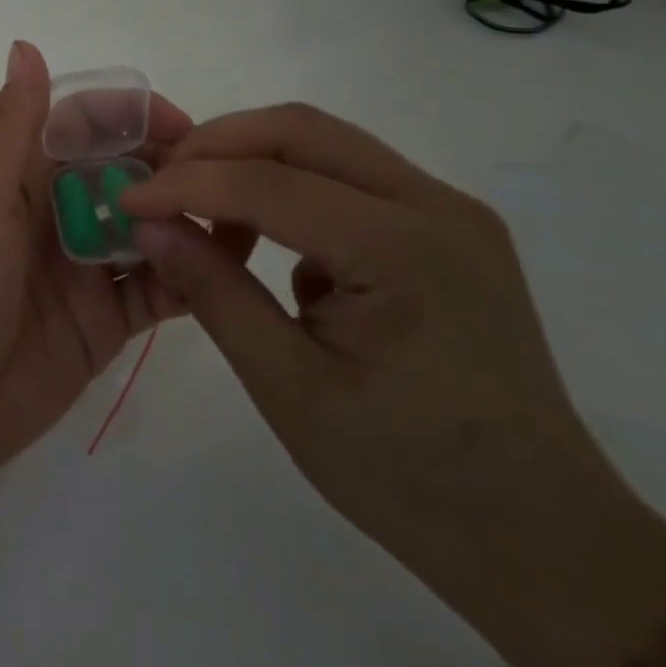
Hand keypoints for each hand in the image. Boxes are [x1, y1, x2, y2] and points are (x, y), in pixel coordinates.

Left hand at [0, 41, 192, 509]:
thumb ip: (10, 127)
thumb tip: (26, 45)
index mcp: (16, 175)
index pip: (82, 124)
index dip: (130, 116)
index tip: (184, 125)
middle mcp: (52, 213)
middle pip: (122, 171)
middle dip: (169, 166)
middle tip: (223, 178)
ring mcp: (82, 269)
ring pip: (146, 226)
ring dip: (185, 218)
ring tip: (238, 219)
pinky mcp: (104, 322)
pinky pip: (157, 288)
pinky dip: (188, 276)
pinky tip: (222, 269)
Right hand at [121, 104, 665, 666]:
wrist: (541, 536)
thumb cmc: (406, 476)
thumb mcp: (288, 387)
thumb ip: (213, 291)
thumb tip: (147, 225)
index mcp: (404, 250)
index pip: (268, 182)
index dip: (185, 184)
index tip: (124, 196)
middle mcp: (436, 206)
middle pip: (301, 130)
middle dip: (216, 145)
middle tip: (159, 182)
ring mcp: (450, 212)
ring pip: (325, 143)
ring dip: (251, 161)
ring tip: (202, 212)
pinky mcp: (447, 229)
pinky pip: (350, 177)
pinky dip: (291, 188)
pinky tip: (268, 245)